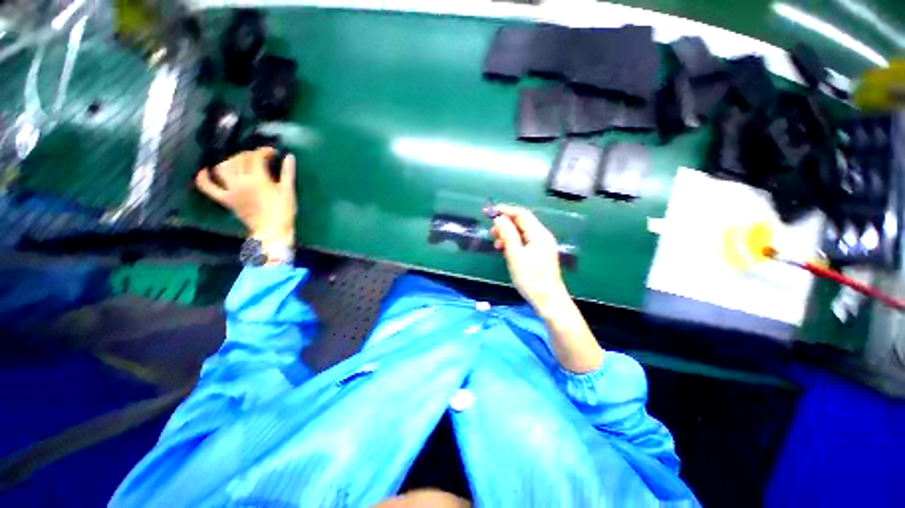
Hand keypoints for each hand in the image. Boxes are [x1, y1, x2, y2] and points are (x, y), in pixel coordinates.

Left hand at [195, 148, 296, 244]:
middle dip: (249, 155)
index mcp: (258, 179)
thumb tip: (289, 156)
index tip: (273, 153)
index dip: (264, 151)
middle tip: (260, 158)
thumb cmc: (283, 211)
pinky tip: (204, 171)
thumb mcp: (288, 191)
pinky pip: (208, 188)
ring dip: (231, 161)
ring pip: (223, 168)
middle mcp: (240, 182)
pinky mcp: (225, 200)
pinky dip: (203, 179)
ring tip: (240, 162)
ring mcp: (230, 190)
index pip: (256, 157)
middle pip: (239, 160)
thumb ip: (288, 172)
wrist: (272, 230)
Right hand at [491, 204, 602, 372]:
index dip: (505, 210)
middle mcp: (542, 236)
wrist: (548, 300)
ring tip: (496, 243)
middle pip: (522, 222)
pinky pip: (524, 242)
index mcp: (539, 234)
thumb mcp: (515, 255)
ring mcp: (542, 245)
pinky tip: (505, 250)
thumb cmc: (531, 278)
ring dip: (508, 234)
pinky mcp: (539, 254)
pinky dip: (513, 243)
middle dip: (505, 223)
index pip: (521, 214)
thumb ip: (507, 234)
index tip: (489, 212)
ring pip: (522, 233)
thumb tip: (499, 218)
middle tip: (491, 232)